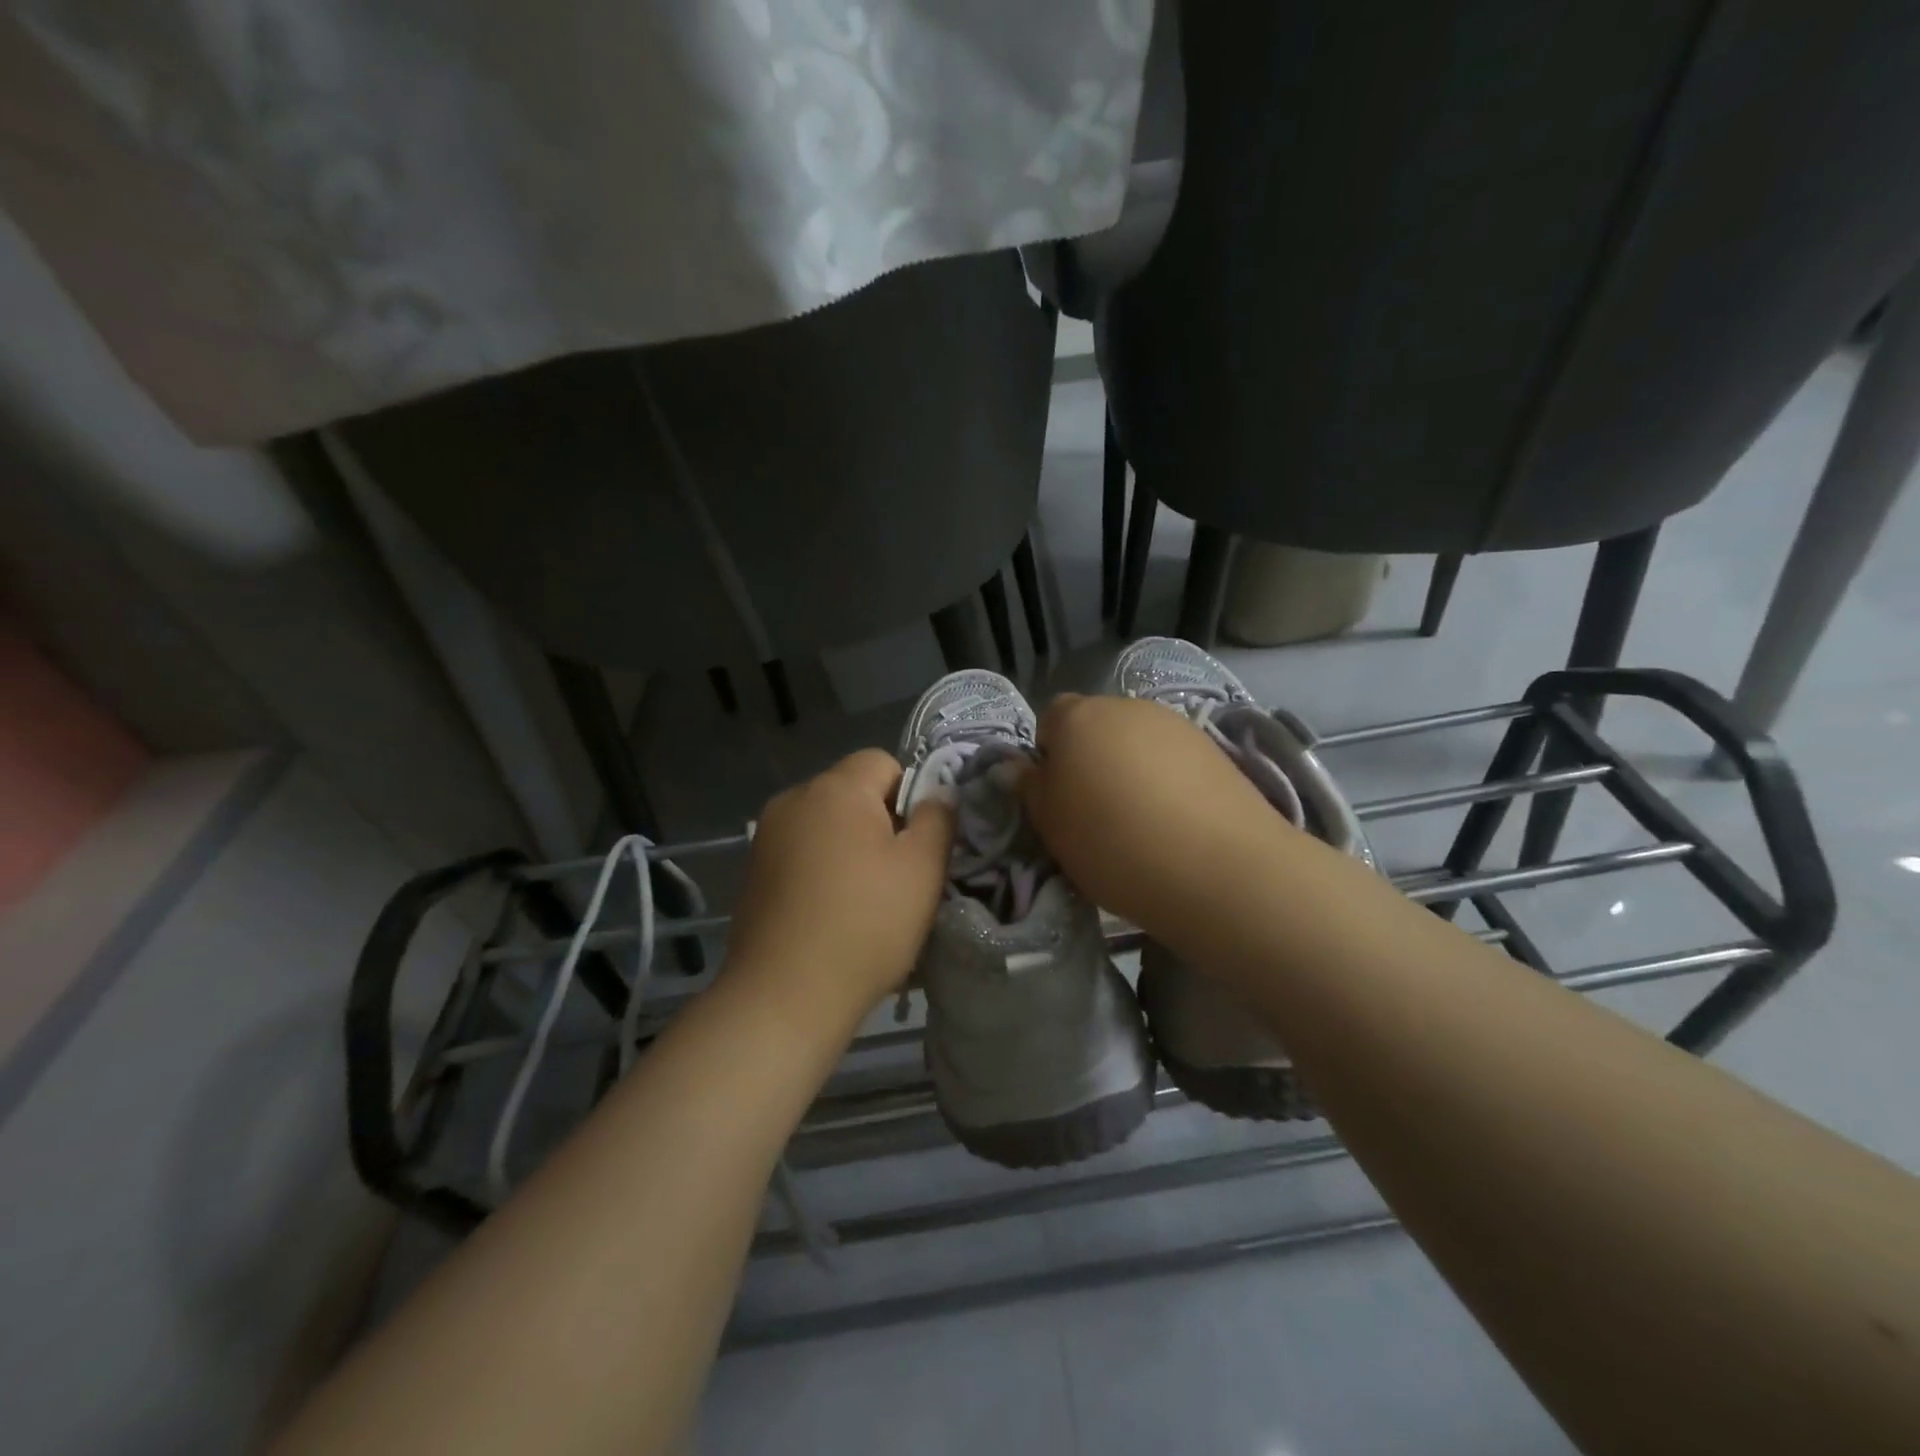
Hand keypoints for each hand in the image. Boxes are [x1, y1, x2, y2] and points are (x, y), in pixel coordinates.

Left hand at [725, 748, 953, 1015]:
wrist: (784, 996)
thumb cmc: (865, 924)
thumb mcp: (922, 869)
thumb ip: (938, 818)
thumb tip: (939, 793)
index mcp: (835, 788)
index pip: (883, 761)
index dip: (911, 795)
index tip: (918, 843)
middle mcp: (794, 799)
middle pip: (852, 792)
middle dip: (881, 822)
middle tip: (899, 875)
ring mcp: (767, 836)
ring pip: (827, 824)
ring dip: (850, 847)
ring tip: (865, 900)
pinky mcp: (754, 872)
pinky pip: (802, 852)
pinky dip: (822, 870)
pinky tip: (830, 913)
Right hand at [1020, 694, 1296, 961]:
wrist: (1216, 866)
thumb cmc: (1112, 843)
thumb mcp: (1051, 826)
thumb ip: (1030, 789)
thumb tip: (1015, 766)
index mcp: (1077, 717)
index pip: (1049, 719)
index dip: (1049, 756)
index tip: (1059, 798)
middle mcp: (1125, 706)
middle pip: (1096, 726)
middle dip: (1090, 758)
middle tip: (1096, 811)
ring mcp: (1175, 723)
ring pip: (1136, 741)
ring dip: (1130, 768)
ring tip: (1141, 819)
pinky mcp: (1213, 747)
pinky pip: (1172, 757)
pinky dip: (1166, 778)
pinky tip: (1176, 819)